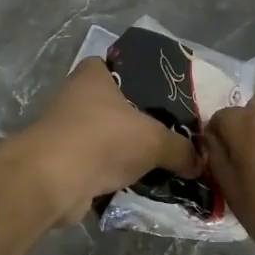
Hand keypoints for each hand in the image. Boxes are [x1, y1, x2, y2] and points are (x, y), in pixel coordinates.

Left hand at [16, 58, 201, 223]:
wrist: (53, 180)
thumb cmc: (103, 139)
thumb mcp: (155, 140)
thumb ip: (181, 149)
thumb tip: (201, 163)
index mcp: (94, 75)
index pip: (122, 67)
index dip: (146, 79)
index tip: (170, 98)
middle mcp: (76, 97)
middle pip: (118, 106)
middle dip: (142, 123)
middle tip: (175, 135)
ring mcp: (67, 131)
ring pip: (109, 139)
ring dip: (129, 153)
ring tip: (165, 164)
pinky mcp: (64, 163)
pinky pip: (99, 166)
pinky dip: (116, 177)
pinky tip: (143, 187)